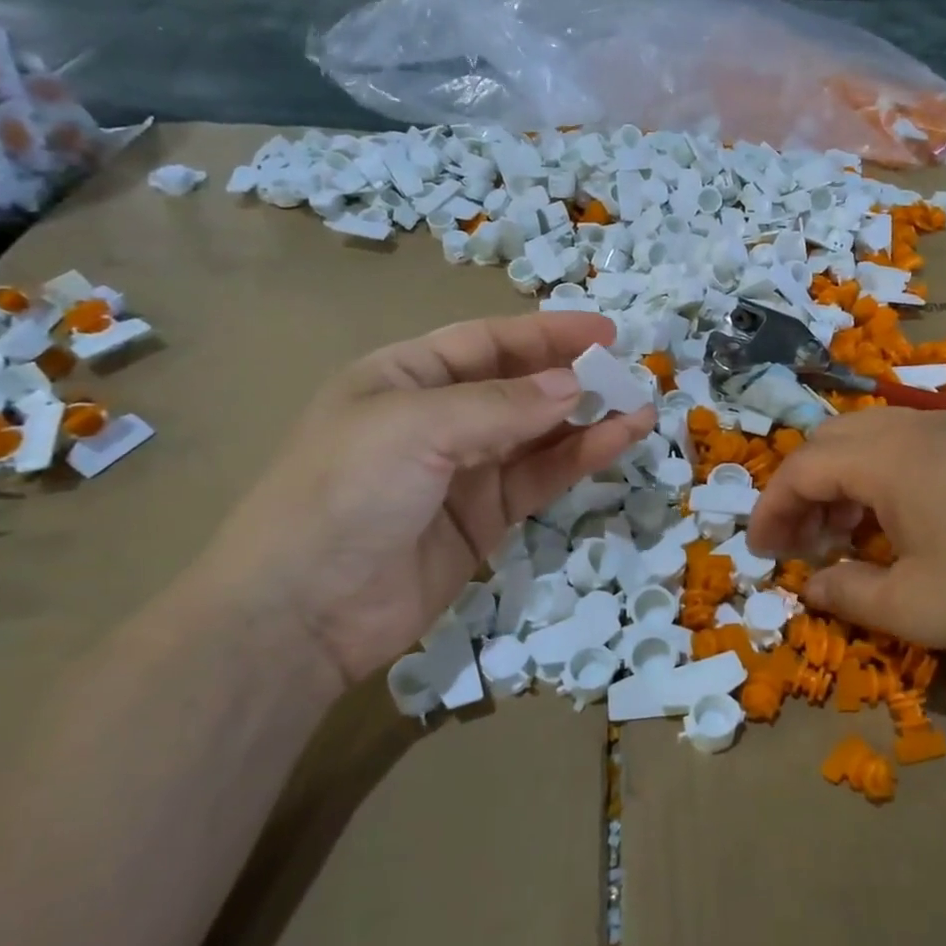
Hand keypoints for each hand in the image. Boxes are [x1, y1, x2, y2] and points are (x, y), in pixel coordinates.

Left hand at [198, 312, 652, 690]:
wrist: (304, 613)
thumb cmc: (345, 493)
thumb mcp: (416, 428)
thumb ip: (501, 405)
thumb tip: (575, 385)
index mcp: (406, 376)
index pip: (488, 342)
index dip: (547, 333)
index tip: (606, 332)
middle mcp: (438, 417)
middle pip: (519, 385)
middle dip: (573, 376)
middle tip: (631, 372)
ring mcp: (465, 471)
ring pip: (539, 434)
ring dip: (589, 419)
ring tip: (641, 407)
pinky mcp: (486, 519)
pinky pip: (541, 478)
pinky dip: (580, 459)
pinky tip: (619, 441)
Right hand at [747, 408, 945, 695]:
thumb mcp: (911, 608)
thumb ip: (846, 592)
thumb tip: (811, 586)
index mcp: (889, 456)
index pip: (802, 468)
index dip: (771, 508)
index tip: (760, 552)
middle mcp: (914, 428)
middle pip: (829, 442)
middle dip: (800, 491)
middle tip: (798, 544)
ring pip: (866, 440)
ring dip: (838, 483)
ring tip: (839, 537)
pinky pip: (904, 447)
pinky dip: (876, 478)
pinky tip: (891, 524)